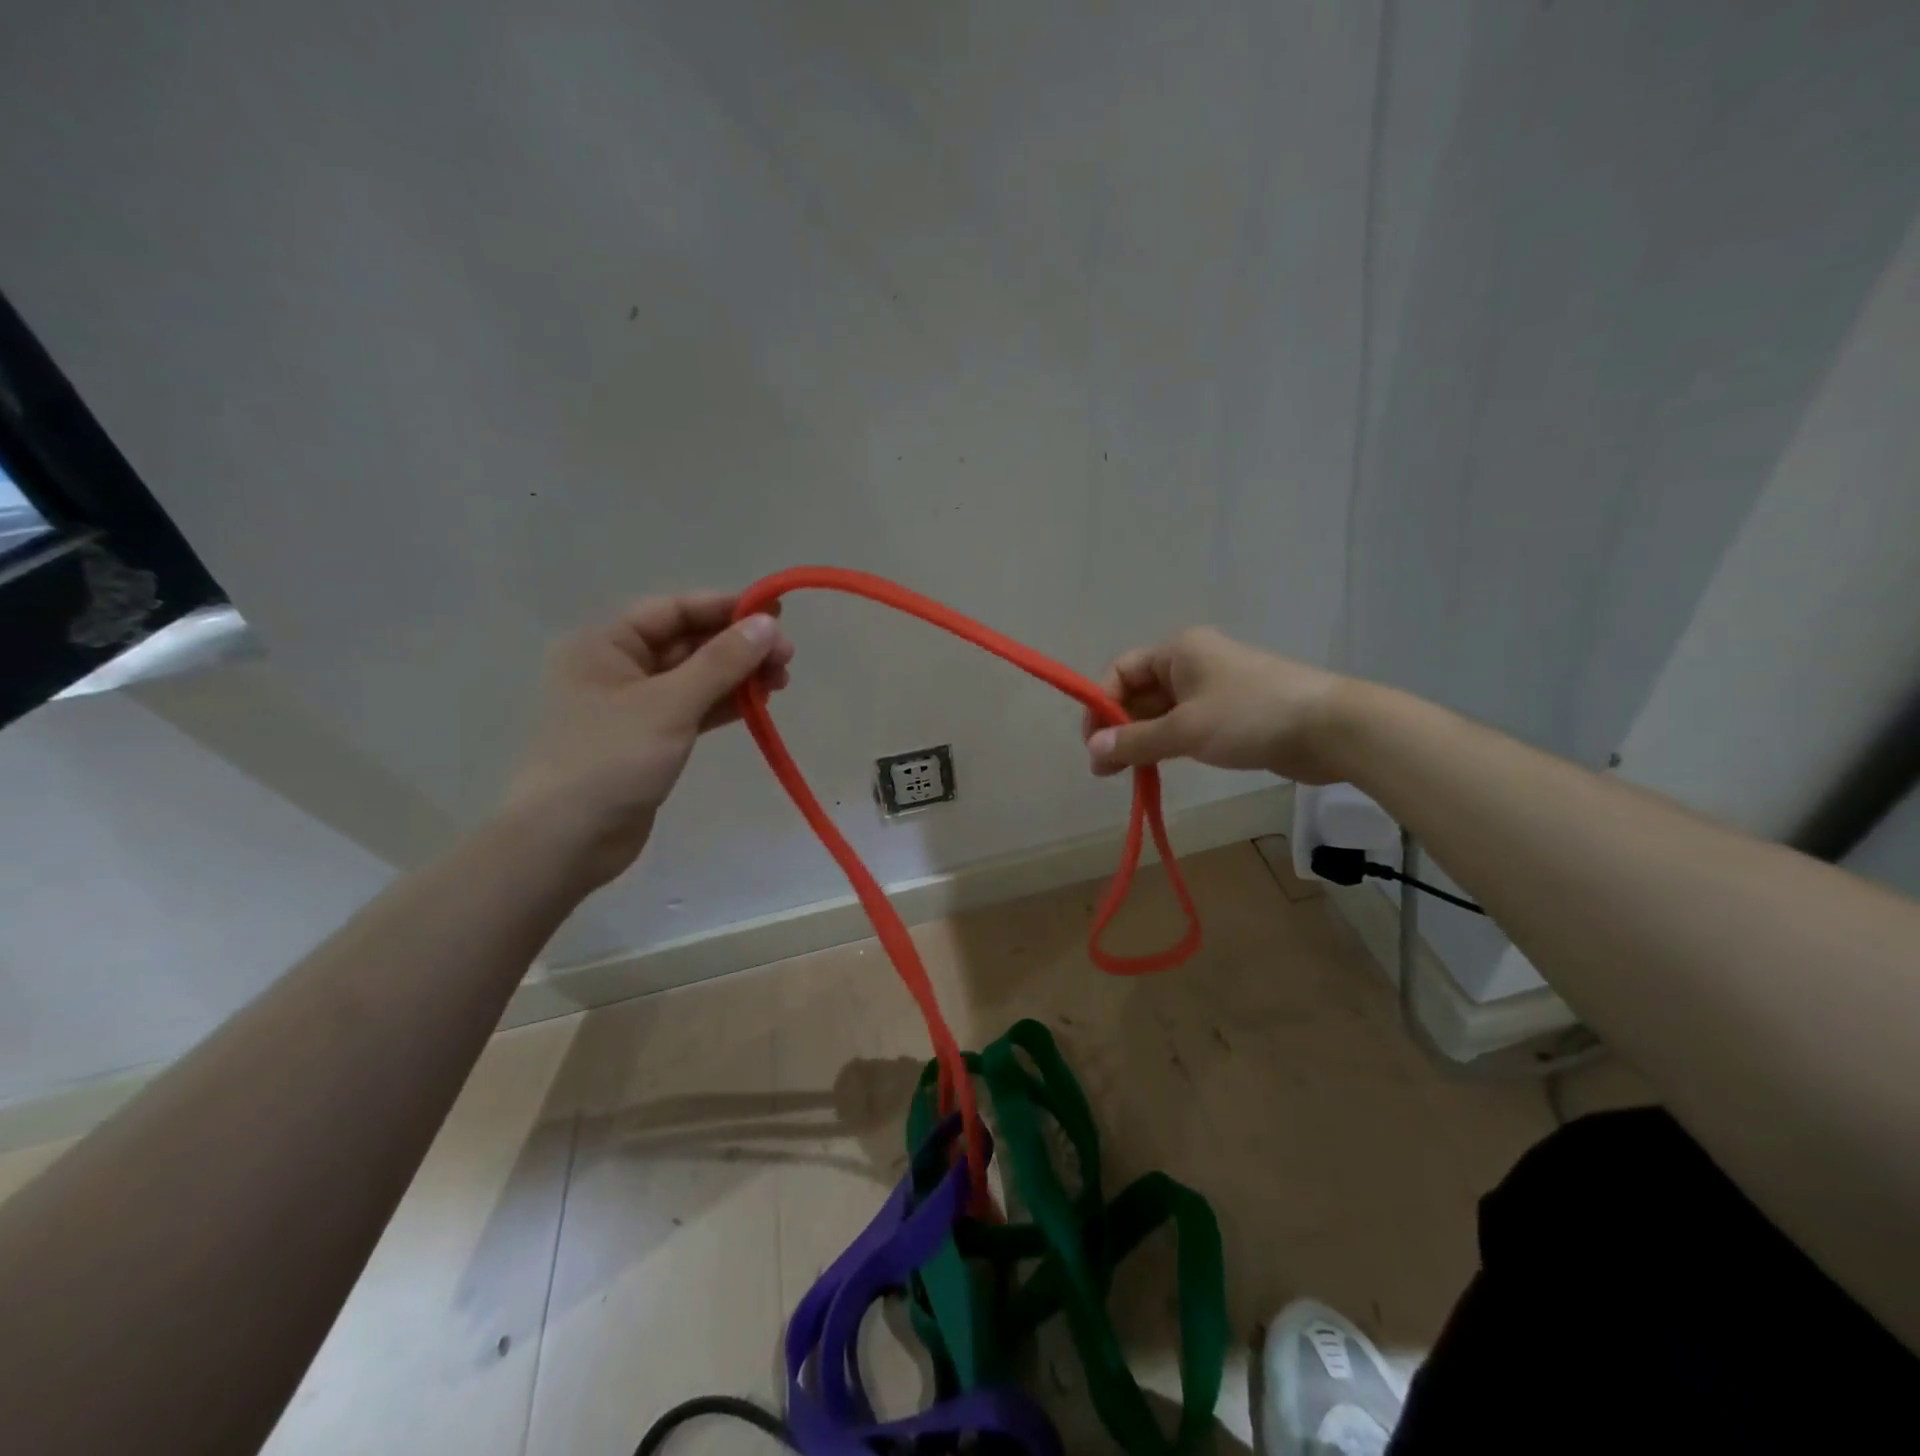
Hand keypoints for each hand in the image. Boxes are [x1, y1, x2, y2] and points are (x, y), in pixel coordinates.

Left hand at [505, 592, 793, 886]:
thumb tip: (768, 623)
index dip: (725, 608)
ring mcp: (635, 706)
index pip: (673, 611)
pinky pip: (694, 709)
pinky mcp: (651, 739)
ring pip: (696, 678)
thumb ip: (721, 662)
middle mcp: (617, 667)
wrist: (567, 841)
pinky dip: (725, 704)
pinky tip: (759, 704)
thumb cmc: (610, 760)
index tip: (776, 613)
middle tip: (787, 656)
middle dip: (738, 646)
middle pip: (688, 643)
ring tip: (782, 680)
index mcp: (605, 644)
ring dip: (738, 676)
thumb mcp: (669, 704)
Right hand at [1081, 626, 1347, 783]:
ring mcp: (1212, 688)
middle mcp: (1191, 663)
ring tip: (1126, 775)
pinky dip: (1166, 744)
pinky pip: (1185, 725)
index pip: (1121, 671)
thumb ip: (1135, 741)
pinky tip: (1157, 768)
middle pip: (1139, 693)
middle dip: (1119, 728)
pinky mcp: (1230, 714)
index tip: (1094, 744)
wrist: (1329, 728)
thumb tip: (1092, 749)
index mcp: (1178, 651)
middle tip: (1106, 770)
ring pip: (1161, 713)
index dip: (1102, 705)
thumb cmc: (1249, 716)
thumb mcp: (1185, 730)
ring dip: (1141, 740)